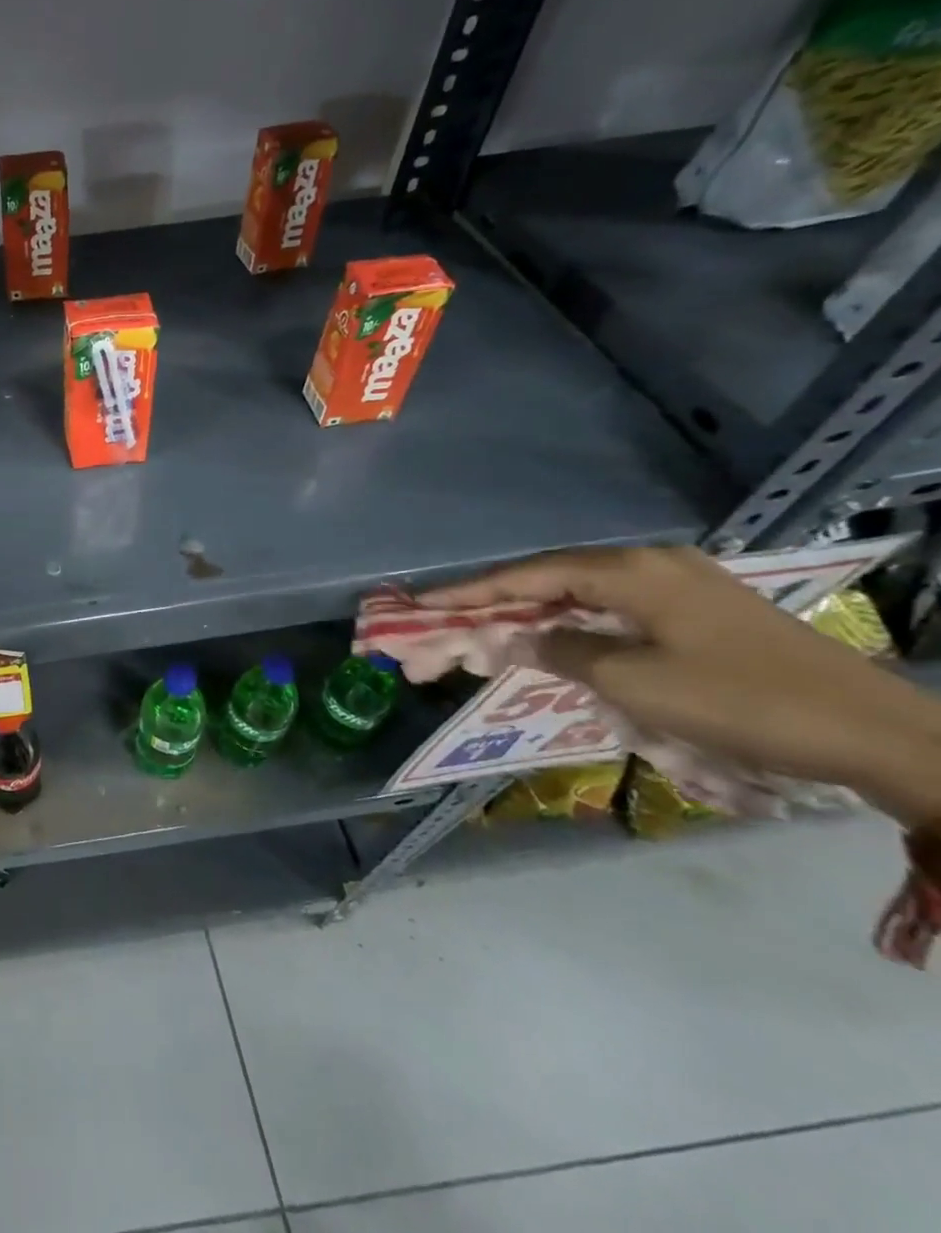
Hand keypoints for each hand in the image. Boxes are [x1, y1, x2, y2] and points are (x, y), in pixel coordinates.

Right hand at [420, 545, 940, 825]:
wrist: (880, 734)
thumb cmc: (741, 702)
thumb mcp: (634, 683)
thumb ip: (561, 653)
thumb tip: (517, 640)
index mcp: (631, 571)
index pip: (527, 576)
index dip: (470, 593)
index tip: (421, 606)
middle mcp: (651, 565)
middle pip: (551, 579)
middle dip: (495, 603)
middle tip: (447, 623)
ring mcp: (681, 586)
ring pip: (582, 594)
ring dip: (533, 615)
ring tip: (488, 633)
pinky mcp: (701, 611)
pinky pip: (614, 609)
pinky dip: (573, 624)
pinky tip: (555, 641)